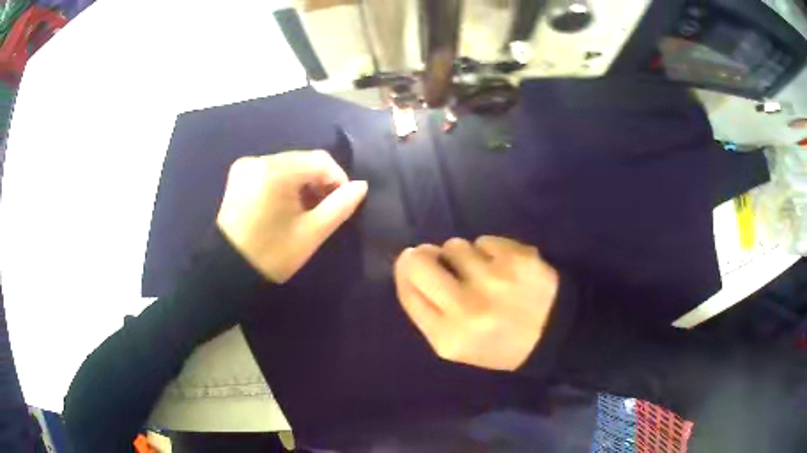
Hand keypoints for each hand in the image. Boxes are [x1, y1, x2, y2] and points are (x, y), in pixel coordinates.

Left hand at [217, 150, 367, 282]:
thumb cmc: (272, 254)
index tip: (341, 203)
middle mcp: (259, 160)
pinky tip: (286, 204)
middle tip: (324, 208)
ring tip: (306, 208)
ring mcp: (246, 165)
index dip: (338, 179)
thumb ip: (340, 206)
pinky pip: (272, 170)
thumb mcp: (311, 233)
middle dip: (319, 180)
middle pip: (303, 159)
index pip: (320, 161)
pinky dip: (285, 182)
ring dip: (303, 182)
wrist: (228, 269)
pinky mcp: (239, 174)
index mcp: (275, 172)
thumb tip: (361, 186)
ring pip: (289, 164)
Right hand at [394, 236, 558, 370]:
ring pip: (455, 245)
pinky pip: (485, 240)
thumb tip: (409, 263)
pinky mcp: (518, 258)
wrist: (555, 336)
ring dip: (463, 255)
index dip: (404, 270)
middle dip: (423, 255)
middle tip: (438, 258)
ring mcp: (494, 280)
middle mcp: (467, 307)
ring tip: (482, 272)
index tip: (411, 263)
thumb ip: (428, 311)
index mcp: (448, 336)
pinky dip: (490, 251)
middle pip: (420, 262)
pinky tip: (504, 268)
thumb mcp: (457, 345)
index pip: (408, 289)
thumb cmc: (500, 344)